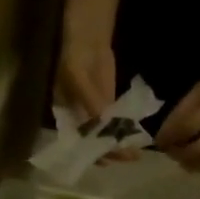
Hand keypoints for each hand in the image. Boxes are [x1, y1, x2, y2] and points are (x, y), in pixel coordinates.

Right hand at [56, 32, 142, 162]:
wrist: (87, 37)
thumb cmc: (74, 56)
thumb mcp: (78, 78)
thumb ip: (91, 101)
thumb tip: (106, 124)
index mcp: (64, 118)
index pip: (76, 143)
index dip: (90, 153)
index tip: (105, 160)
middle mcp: (78, 121)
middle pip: (93, 143)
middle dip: (109, 151)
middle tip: (128, 157)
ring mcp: (93, 114)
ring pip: (106, 135)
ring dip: (120, 144)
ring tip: (135, 152)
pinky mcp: (107, 105)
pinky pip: (115, 122)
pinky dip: (124, 130)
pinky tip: (135, 137)